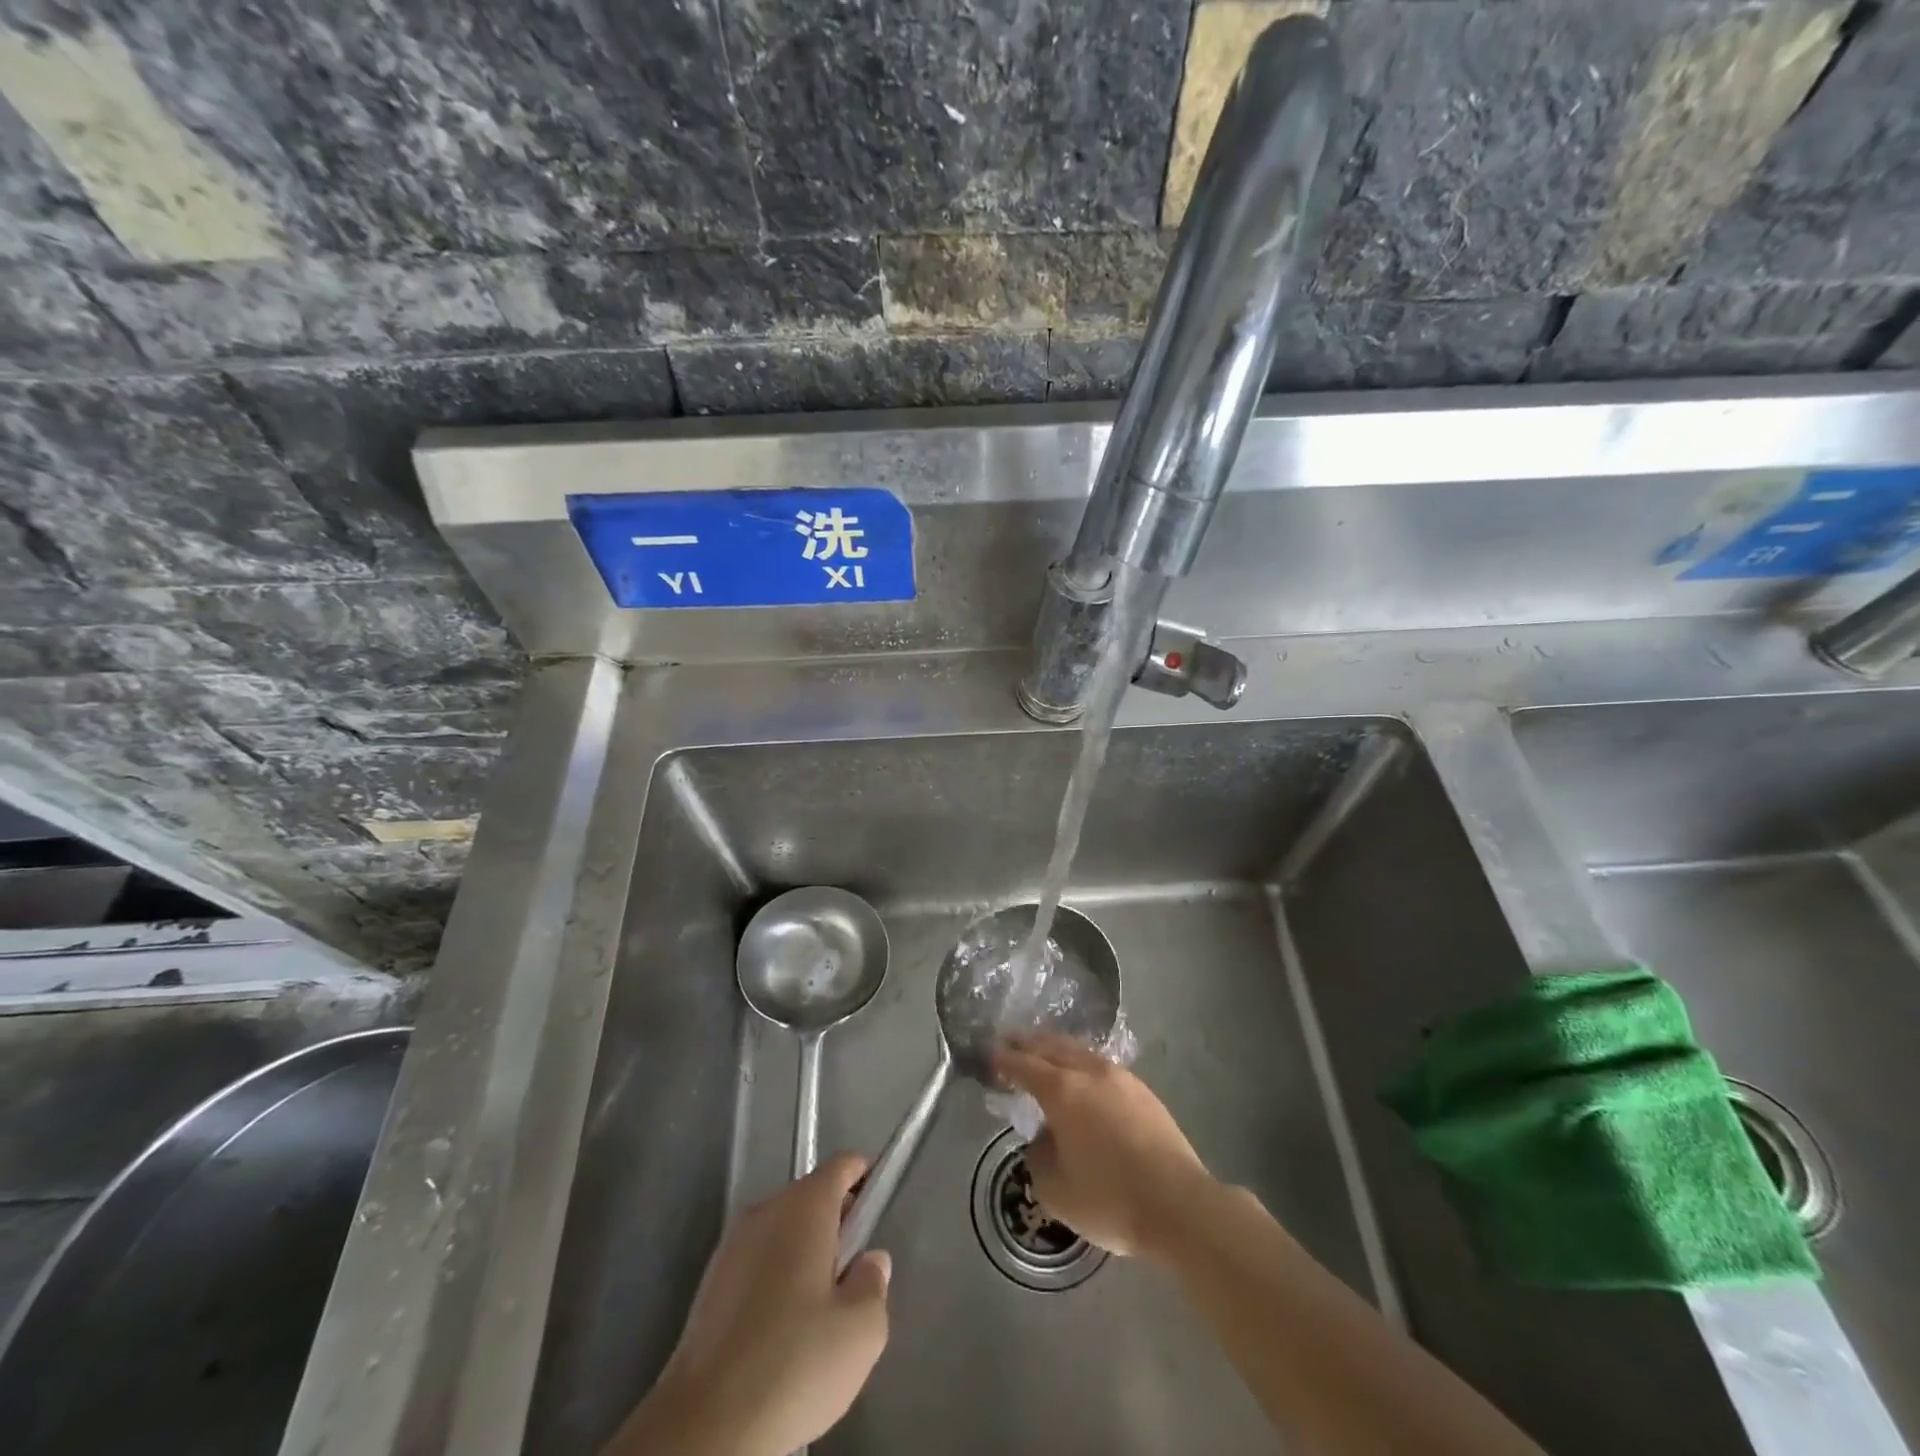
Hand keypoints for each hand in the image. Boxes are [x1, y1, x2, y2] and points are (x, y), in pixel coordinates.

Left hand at [608, 1154, 890, 1455]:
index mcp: (805, 1206)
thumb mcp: (861, 1331)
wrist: (703, 1426)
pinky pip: (757, 1262)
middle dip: (837, 1225)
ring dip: (805, 1255)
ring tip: (818, 1315)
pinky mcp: (709, 1284)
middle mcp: (766, 1210)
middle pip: (812, 1197)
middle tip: (853, 1278)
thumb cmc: (793, 1364)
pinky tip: (780, 1334)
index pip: (843, 1166)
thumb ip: (874, 1283)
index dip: (866, 1178)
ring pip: (783, 1232)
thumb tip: (869, 1261)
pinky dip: (776, 1280)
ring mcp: (732, 1245)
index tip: (877, 1214)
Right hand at [995, 1035, 1213, 1258]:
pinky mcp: (1143, 1091)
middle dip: (1028, 1044)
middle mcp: (1089, 1071)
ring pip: (1079, 1051)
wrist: (1179, 1203)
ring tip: (1044, 1054)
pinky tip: (1082, 1075)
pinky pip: (1101, 1065)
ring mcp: (1120, 1077)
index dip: (1004, 1060)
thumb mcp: (1055, 1189)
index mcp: (1062, 1090)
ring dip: (1057, 1049)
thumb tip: (1044, 1138)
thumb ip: (1039, 1156)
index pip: (1024, 1065)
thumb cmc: (1110, 1197)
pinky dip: (1081, 1063)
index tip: (990, 1056)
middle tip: (1010, 1043)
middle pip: (1052, 1047)